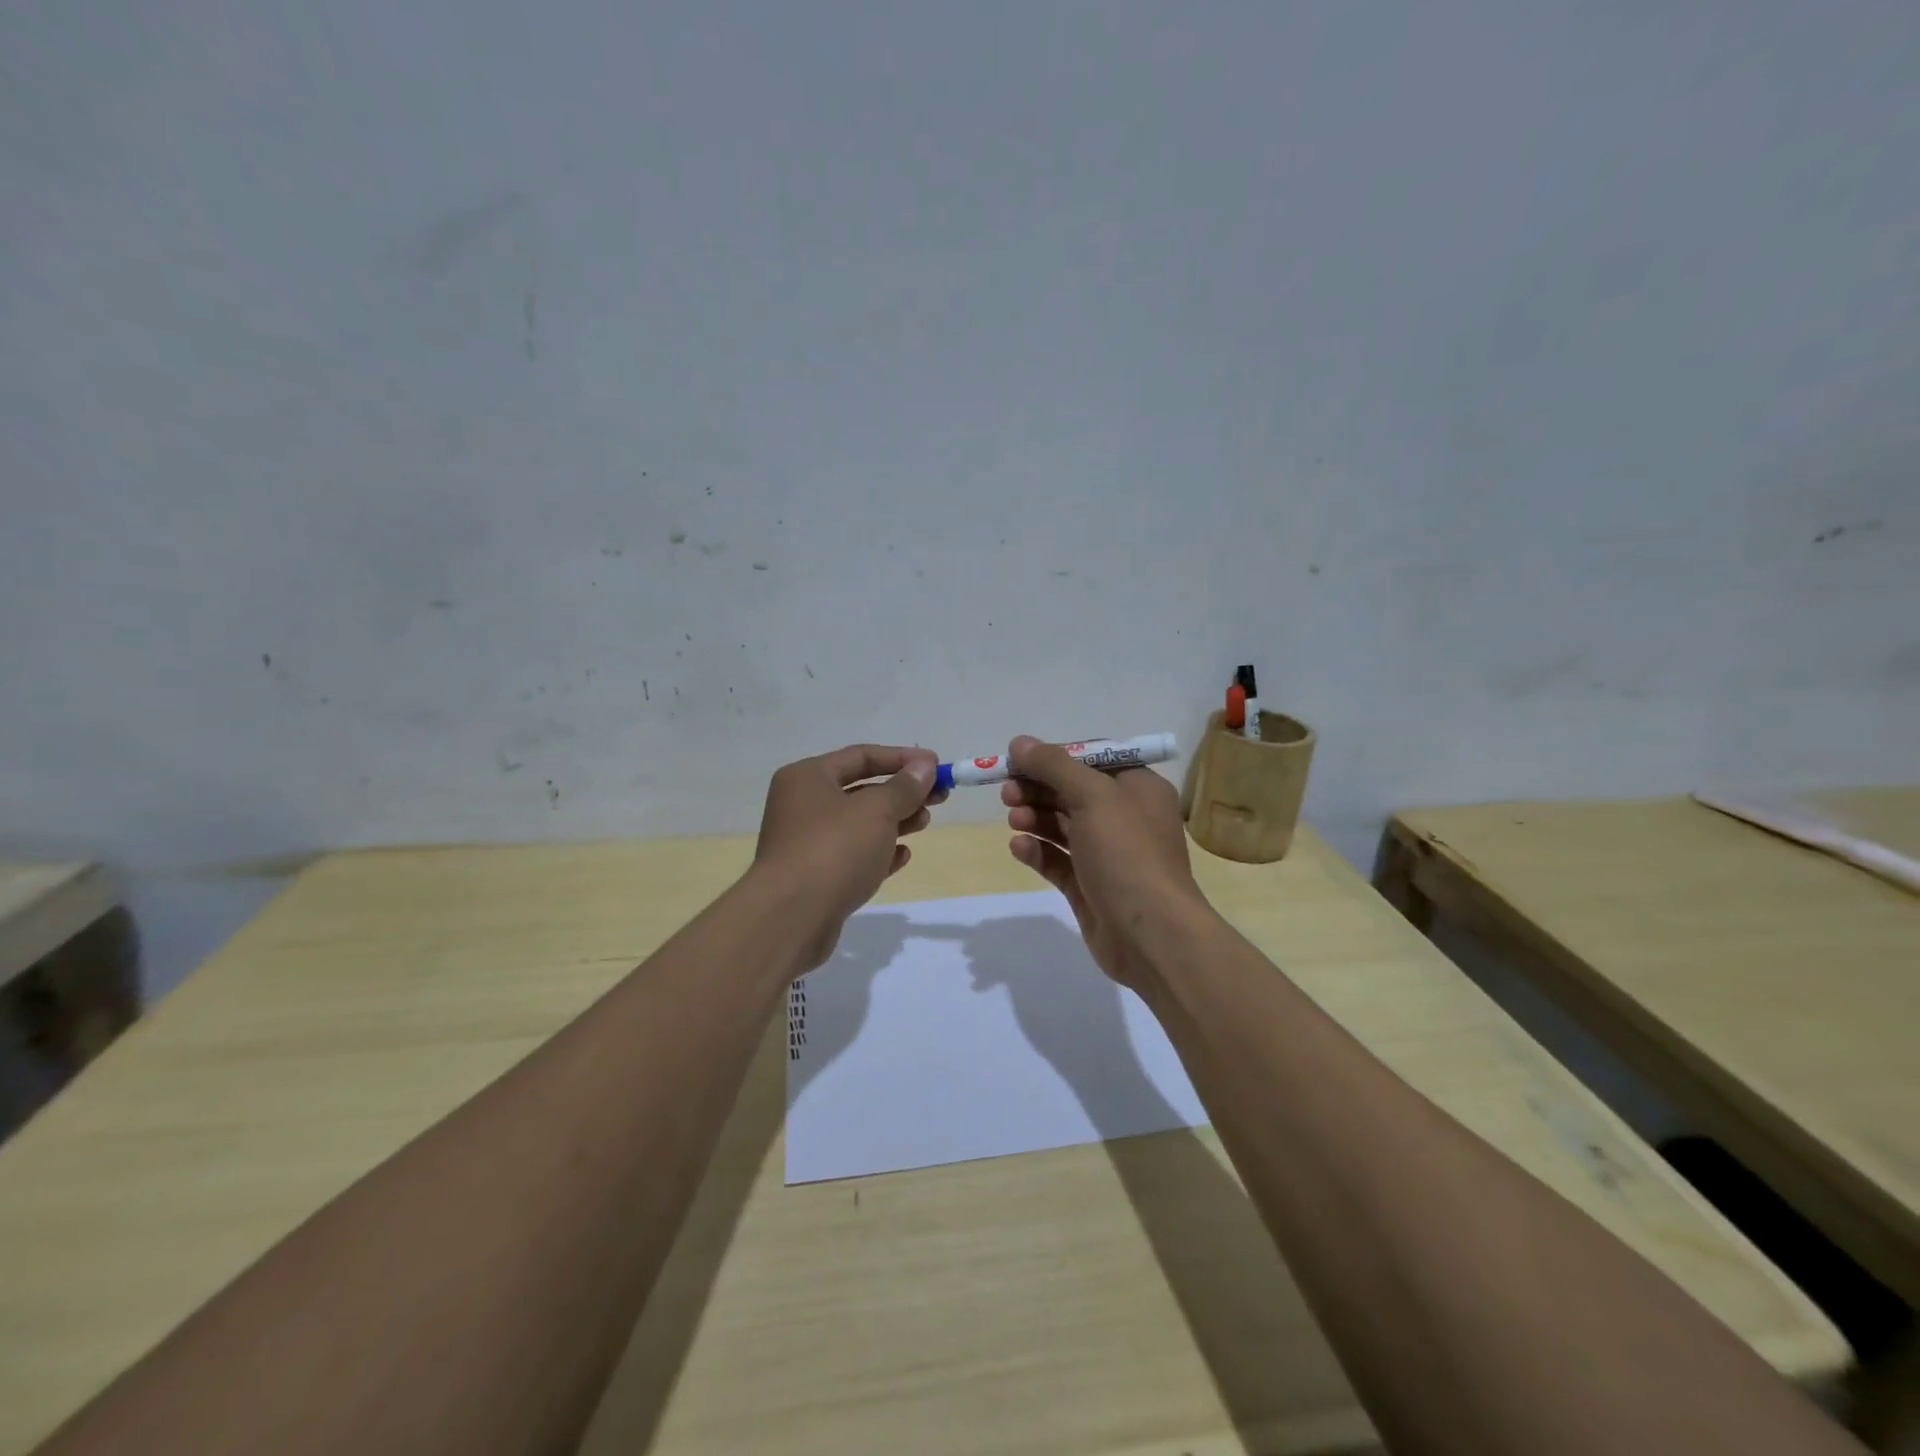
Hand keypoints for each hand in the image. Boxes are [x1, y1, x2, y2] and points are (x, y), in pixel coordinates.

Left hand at [754, 744, 939, 966]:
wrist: (791, 918)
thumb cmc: (834, 849)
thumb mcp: (877, 811)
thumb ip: (904, 787)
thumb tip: (924, 766)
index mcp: (807, 777)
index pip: (861, 756)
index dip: (902, 758)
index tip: (937, 766)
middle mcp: (802, 805)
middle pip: (861, 789)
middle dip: (901, 792)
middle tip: (938, 797)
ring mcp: (806, 843)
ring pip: (859, 824)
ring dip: (895, 821)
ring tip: (924, 823)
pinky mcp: (815, 877)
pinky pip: (852, 855)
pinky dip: (878, 852)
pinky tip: (903, 856)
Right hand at [1001, 736, 1209, 989]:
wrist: (1151, 935)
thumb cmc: (1128, 854)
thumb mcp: (1093, 796)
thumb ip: (1054, 766)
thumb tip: (1019, 742)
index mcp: (1137, 788)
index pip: (1091, 760)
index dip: (1054, 757)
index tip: (1018, 760)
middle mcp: (1124, 817)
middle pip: (1072, 792)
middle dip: (1038, 788)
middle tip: (1007, 792)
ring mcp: (1106, 855)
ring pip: (1062, 826)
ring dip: (1035, 817)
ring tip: (1013, 819)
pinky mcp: (1088, 886)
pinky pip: (1057, 860)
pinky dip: (1037, 850)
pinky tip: (1018, 847)